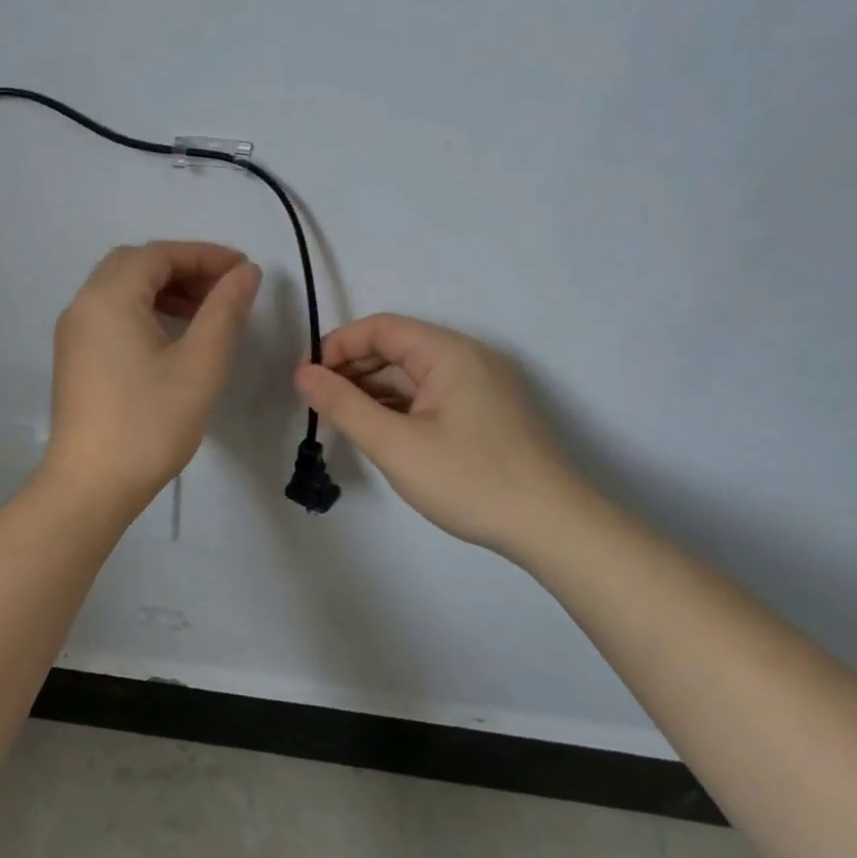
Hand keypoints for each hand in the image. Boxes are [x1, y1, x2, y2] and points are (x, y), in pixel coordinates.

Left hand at [42, 242, 261, 507]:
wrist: (91, 485)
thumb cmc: (149, 422)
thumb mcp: (200, 364)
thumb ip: (225, 311)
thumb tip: (245, 272)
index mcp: (108, 297)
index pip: (159, 254)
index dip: (205, 255)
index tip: (244, 270)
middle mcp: (83, 305)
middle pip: (135, 265)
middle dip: (183, 269)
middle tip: (223, 290)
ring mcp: (73, 334)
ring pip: (120, 291)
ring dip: (163, 290)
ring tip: (204, 313)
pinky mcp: (74, 359)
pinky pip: (110, 316)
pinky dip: (143, 311)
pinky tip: (171, 338)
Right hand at [294, 314, 595, 556]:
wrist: (553, 528)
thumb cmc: (469, 480)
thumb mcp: (395, 444)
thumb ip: (343, 405)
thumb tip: (303, 374)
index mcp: (449, 352)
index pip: (381, 328)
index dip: (338, 347)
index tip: (307, 380)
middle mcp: (469, 358)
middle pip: (398, 348)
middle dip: (353, 370)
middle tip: (319, 405)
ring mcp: (482, 386)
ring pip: (414, 376)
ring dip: (375, 391)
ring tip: (343, 422)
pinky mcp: (488, 413)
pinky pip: (433, 396)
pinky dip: (401, 407)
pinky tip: (381, 432)